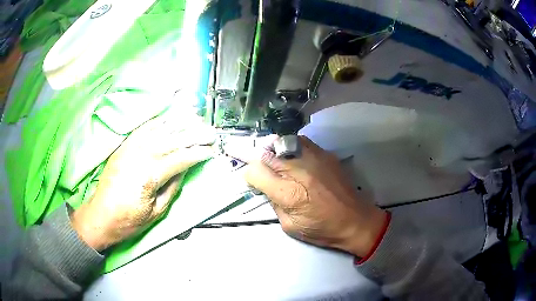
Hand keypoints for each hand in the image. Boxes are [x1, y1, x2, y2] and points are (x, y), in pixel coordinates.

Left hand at [71, 117, 215, 250]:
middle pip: (173, 139)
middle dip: (195, 134)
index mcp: (150, 175)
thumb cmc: (128, 220)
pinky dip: (158, 121)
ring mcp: (130, 148)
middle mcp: (141, 155)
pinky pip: (143, 128)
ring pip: (159, 129)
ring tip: (195, 117)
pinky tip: (168, 118)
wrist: (100, 216)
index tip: (211, 151)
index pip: (181, 158)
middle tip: (210, 132)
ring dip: (179, 122)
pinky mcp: (123, 146)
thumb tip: (184, 169)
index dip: (198, 153)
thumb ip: (172, 187)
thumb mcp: (156, 212)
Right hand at [226, 136, 386, 256]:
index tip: (250, 178)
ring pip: (282, 141)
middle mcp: (299, 170)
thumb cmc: (322, 229)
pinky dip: (290, 145)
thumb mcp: (289, 226)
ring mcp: (314, 158)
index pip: (256, 172)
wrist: (356, 220)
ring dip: (271, 147)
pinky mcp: (326, 155)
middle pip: (266, 154)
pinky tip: (290, 153)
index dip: (248, 174)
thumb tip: (266, 187)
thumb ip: (274, 203)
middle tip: (247, 156)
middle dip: (254, 156)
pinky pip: (301, 141)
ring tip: (269, 152)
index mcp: (288, 193)